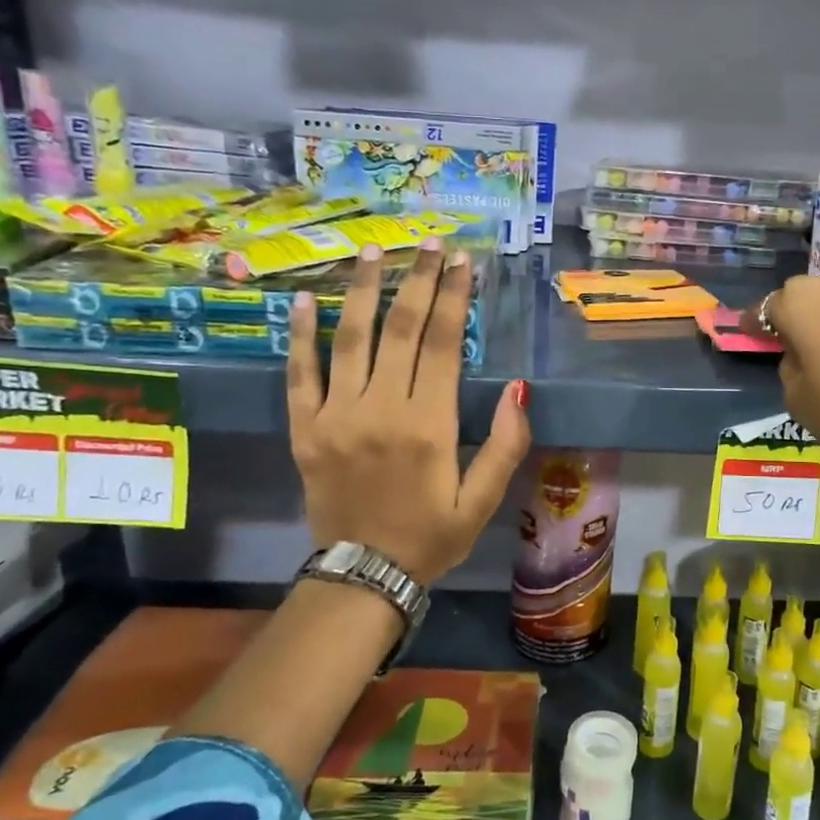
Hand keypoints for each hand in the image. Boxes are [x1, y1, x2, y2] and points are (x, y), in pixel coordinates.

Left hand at [289, 239, 530, 583]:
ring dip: (363, 291)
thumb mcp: (484, 500)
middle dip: (417, 281)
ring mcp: (336, 416)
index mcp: (428, 425)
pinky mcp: (305, 429)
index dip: (452, 298)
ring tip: (373, 252)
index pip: (441, 344)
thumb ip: (506, 445)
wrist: (364, 575)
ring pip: (350, 340)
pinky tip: (302, 300)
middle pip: (399, 330)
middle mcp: (380, 410)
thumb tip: (519, 389)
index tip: (461, 262)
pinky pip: (300, 374)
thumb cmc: (432, 537)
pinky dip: (300, 335)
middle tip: (428, 243)